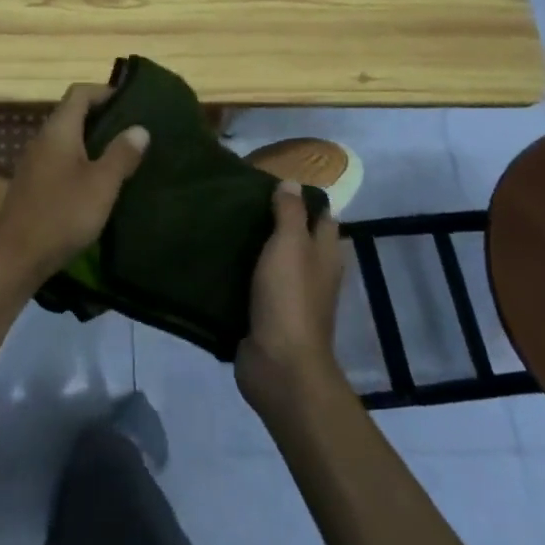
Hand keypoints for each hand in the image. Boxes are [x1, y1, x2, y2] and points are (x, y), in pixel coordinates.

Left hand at [0, 83, 148, 291]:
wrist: (14, 257)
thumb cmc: (61, 214)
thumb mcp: (101, 185)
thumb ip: (121, 154)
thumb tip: (140, 127)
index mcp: (59, 130)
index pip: (80, 93)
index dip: (105, 92)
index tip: (133, 103)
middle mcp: (43, 139)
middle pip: (73, 114)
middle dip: (103, 118)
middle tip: (135, 130)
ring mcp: (35, 162)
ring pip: (68, 140)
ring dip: (93, 142)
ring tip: (123, 155)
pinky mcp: (33, 185)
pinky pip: (61, 161)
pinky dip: (82, 162)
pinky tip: (99, 183)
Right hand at [236, 182, 345, 419]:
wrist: (279, 365)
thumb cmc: (290, 298)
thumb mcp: (290, 245)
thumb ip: (290, 213)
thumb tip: (291, 183)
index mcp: (326, 255)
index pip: (322, 217)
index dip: (304, 197)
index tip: (272, 179)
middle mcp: (313, 274)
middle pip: (298, 238)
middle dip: (275, 218)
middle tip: (241, 196)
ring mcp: (291, 297)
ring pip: (275, 260)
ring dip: (256, 244)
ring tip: (225, 220)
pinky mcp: (267, 315)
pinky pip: (255, 284)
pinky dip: (242, 270)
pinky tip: (219, 256)